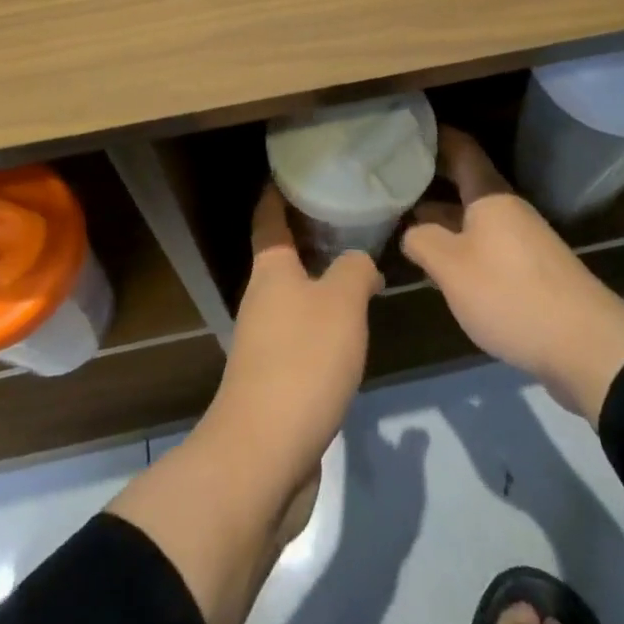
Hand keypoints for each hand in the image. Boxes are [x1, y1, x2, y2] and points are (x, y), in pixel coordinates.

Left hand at [200, 184, 382, 481]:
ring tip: (360, 264)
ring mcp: (266, 340)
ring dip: (322, 277)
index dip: (279, 190)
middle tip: (351, 213)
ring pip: (295, 294)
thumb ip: (355, 270)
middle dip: (311, 232)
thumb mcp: (342, 302)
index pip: (269, 216)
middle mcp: (262, 298)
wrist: (264, 455)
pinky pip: (303, 331)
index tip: (297, 169)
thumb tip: (361, 264)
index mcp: (270, 270)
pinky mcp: (277, 378)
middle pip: (283, 253)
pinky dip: (326, 318)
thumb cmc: (302, 361)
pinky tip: (353, 325)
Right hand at [401, 128, 623, 425]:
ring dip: (444, 216)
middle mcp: (509, 210)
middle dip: (433, 178)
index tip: (407, 129)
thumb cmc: (511, 294)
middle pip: (467, 183)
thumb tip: (410, 231)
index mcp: (491, 196)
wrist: (587, 346)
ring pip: (475, 216)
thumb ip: (422, 242)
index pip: (462, 149)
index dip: (436, 136)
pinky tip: (442, 263)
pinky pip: (487, 243)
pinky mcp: (531, 271)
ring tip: (406, 220)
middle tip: (394, 177)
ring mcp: (523, 241)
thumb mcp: (452, 267)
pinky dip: (461, 243)